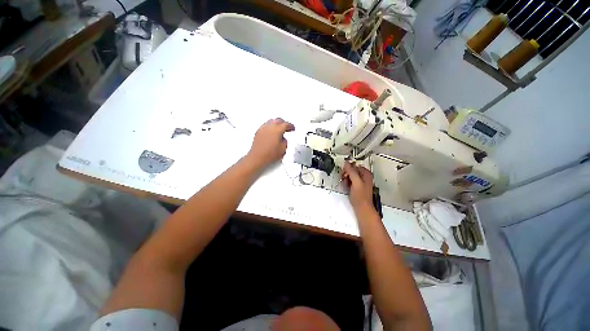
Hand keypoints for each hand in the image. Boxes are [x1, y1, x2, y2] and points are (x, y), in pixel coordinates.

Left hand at [246, 118, 294, 168]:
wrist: (257, 157)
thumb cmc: (270, 154)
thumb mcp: (283, 149)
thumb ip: (285, 141)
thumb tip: (283, 139)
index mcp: (277, 129)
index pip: (286, 124)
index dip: (291, 126)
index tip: (293, 128)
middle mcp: (269, 127)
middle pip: (278, 120)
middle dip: (283, 123)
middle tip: (287, 128)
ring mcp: (263, 128)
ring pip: (271, 121)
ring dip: (276, 124)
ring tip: (279, 130)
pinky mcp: (258, 132)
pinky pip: (265, 126)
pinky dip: (270, 127)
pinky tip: (271, 133)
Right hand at [343, 162, 374, 212]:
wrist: (362, 208)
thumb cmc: (360, 196)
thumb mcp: (356, 182)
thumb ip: (351, 171)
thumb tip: (346, 163)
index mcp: (366, 173)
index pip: (354, 165)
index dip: (348, 168)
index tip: (344, 173)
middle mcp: (364, 176)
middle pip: (352, 170)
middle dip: (346, 173)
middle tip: (344, 178)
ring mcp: (361, 181)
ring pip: (350, 175)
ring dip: (346, 178)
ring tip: (345, 184)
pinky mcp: (357, 186)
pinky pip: (350, 181)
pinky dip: (347, 182)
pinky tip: (347, 187)